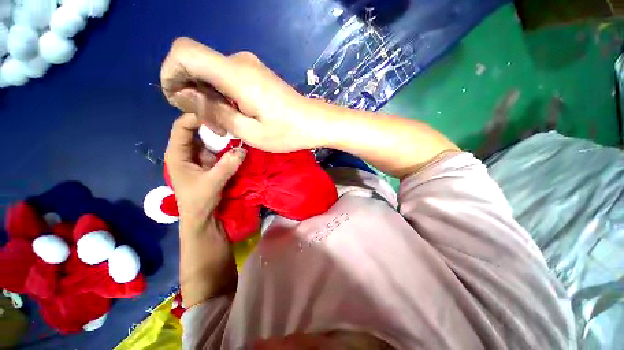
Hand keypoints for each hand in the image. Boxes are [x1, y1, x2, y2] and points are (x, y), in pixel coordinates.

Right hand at [160, 37, 331, 151]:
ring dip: (207, 95)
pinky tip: (232, 114)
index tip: (177, 100)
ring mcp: (249, 66)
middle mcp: (239, 62)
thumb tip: (186, 96)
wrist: (314, 123)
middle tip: (207, 122)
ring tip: (222, 123)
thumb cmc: (286, 132)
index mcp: (235, 75)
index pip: (184, 52)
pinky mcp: (257, 74)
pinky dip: (220, 94)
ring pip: (211, 72)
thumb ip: (215, 112)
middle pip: (196, 63)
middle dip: (190, 91)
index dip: (170, 73)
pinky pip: (226, 77)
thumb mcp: (249, 132)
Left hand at [165, 113, 245, 306]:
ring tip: (237, 128)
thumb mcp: (212, 183)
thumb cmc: (199, 203)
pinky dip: (227, 145)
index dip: (198, 116)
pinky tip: (238, 142)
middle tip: (232, 119)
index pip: (183, 125)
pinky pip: (219, 149)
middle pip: (197, 129)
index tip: (219, 116)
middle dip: (213, 123)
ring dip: (222, 134)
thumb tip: (243, 149)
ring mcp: (201, 157)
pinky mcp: (212, 163)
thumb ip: (227, 165)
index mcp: (177, 153)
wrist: (204, 221)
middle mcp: (187, 151)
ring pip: (210, 138)